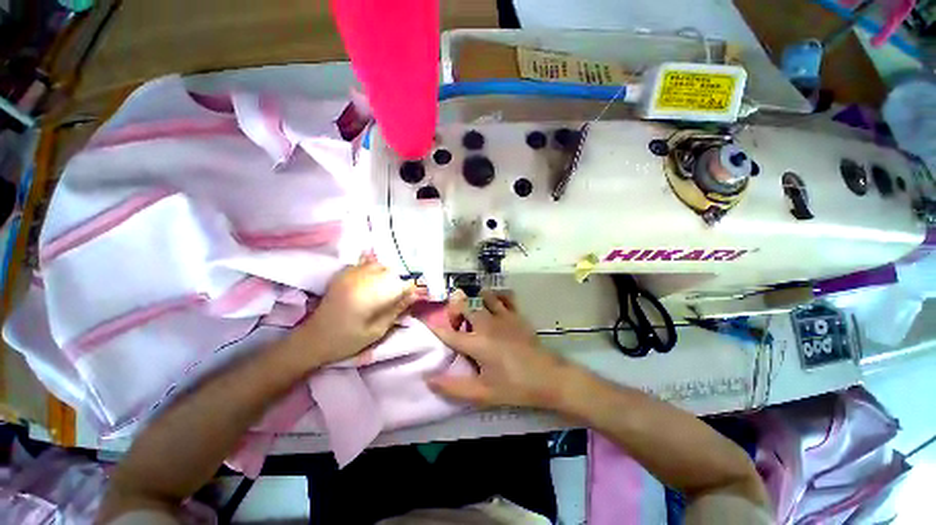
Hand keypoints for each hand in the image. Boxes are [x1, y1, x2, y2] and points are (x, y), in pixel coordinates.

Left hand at [292, 255, 418, 366]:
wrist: (313, 340)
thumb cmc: (346, 340)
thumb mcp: (376, 331)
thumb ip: (396, 310)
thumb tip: (414, 295)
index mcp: (369, 295)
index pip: (399, 283)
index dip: (411, 287)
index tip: (418, 293)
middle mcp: (360, 280)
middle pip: (390, 270)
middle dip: (401, 278)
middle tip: (406, 290)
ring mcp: (349, 275)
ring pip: (377, 264)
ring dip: (388, 272)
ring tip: (392, 283)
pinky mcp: (343, 275)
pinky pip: (363, 263)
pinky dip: (374, 265)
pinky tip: (377, 272)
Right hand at [426, 289, 568, 408]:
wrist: (548, 378)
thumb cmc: (514, 387)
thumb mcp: (482, 394)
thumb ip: (453, 388)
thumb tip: (428, 379)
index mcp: (476, 343)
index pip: (449, 334)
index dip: (435, 328)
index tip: (423, 320)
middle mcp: (487, 325)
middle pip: (465, 308)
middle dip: (456, 312)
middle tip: (456, 322)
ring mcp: (503, 317)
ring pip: (484, 298)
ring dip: (476, 301)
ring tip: (475, 311)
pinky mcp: (517, 316)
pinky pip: (506, 298)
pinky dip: (499, 296)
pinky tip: (496, 300)